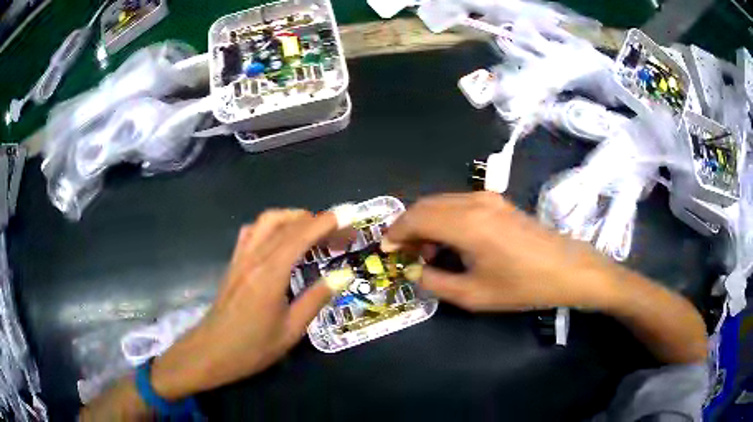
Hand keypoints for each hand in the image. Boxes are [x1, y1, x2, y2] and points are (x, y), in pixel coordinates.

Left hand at [150, 210, 338, 399]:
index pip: (301, 235)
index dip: (327, 223)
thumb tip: (343, 275)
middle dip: (315, 220)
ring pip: (266, 221)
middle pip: (286, 222)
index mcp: (271, 273)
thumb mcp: (291, 330)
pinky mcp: (233, 262)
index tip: (349, 219)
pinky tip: (279, 240)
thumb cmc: (253, 347)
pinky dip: (271, 226)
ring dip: (292, 218)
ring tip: (312, 231)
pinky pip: (252, 232)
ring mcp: (241, 257)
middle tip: (336, 234)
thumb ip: (317, 299)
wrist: (211, 352)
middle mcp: (255, 257)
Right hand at [383, 192, 620, 311]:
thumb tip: (417, 271)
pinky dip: (444, 218)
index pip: (417, 217)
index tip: (385, 249)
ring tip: (425, 251)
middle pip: (426, 204)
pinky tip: (448, 240)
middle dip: (408, 226)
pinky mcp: (497, 201)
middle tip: (403, 253)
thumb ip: (436, 282)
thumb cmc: (522, 285)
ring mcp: (488, 198)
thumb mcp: (474, 295)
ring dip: (426, 222)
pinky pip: (458, 203)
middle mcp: (474, 202)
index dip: (396, 232)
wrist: (566, 268)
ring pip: (441, 202)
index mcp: (466, 224)